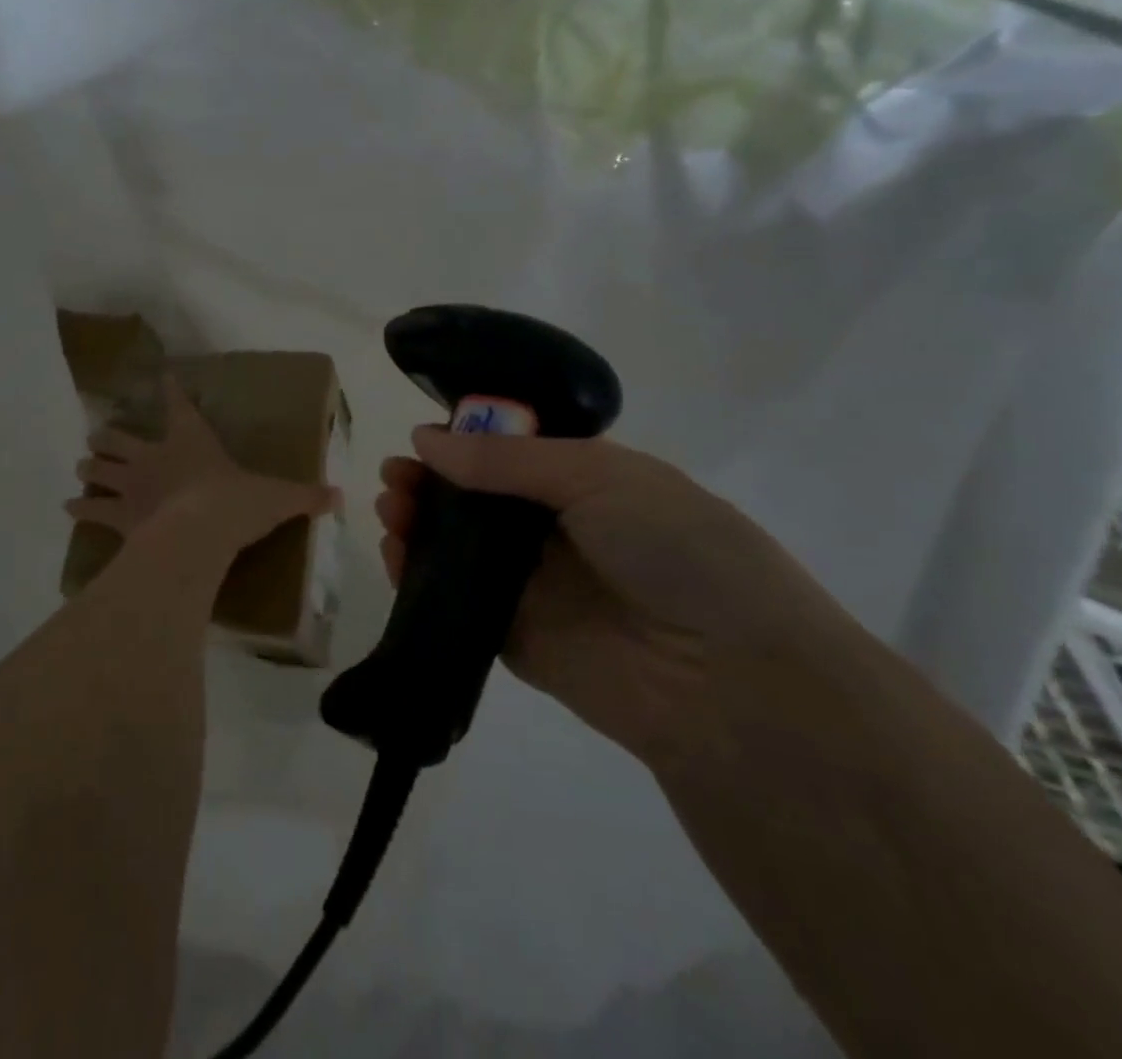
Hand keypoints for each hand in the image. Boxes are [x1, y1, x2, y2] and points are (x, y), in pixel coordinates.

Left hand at [69, 376, 337, 552]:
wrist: (200, 533)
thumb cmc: (236, 504)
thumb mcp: (278, 497)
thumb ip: (306, 496)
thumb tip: (339, 496)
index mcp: (190, 442)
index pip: (178, 405)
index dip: (169, 390)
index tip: (161, 376)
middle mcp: (154, 457)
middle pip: (120, 437)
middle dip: (108, 436)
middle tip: (101, 436)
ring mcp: (132, 486)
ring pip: (99, 469)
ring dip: (91, 468)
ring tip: (83, 467)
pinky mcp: (120, 516)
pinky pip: (93, 511)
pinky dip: (80, 509)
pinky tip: (69, 508)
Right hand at [377, 429, 853, 769]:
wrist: (730, 683)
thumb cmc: (676, 551)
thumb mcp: (599, 477)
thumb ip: (505, 459)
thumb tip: (425, 439)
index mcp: (588, 482)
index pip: (511, 452)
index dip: (463, 441)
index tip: (422, 438)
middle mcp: (558, 531)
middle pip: (477, 498)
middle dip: (432, 482)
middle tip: (395, 477)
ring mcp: (534, 586)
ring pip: (460, 547)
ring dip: (419, 524)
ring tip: (391, 509)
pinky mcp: (513, 638)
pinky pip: (456, 599)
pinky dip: (419, 576)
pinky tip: (394, 554)